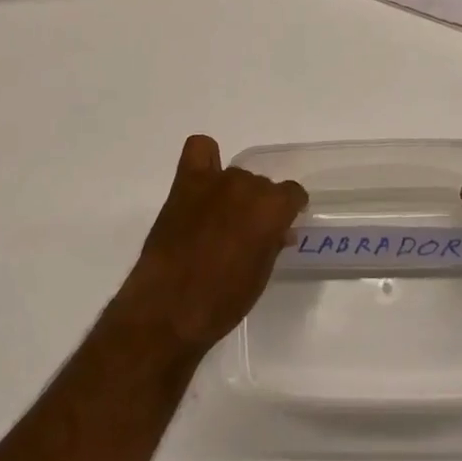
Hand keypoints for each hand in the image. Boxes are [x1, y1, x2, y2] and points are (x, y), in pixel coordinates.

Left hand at [114, 135, 307, 356]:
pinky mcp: (185, 184)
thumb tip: (279, 230)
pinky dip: (207, 160)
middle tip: (247, 233)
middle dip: (259, 206)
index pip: (292, 194)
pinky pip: (200, 150)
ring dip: (234, 193)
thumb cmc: (222, 302)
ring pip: (236, 175)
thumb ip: (272, 243)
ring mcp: (214, 181)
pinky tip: (204, 181)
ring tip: (221, 219)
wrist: (168, 310)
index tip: (282, 226)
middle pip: (262, 185)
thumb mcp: (259, 276)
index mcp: (271, 209)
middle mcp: (246, 186)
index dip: (289, 211)